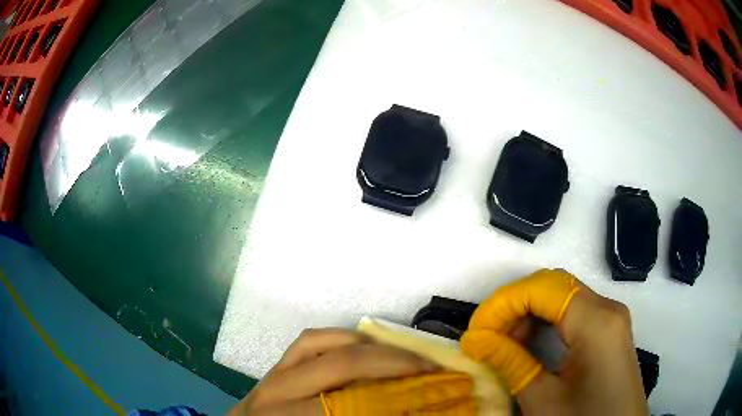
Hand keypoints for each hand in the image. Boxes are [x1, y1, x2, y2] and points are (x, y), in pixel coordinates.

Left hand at [229, 328, 437, 414]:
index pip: (349, 405)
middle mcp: (279, 392)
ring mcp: (275, 373)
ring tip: (401, 356)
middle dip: (393, 365)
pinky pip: (308, 340)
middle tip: (430, 370)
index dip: (394, 402)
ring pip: (323, 345)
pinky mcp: (276, 365)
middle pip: (342, 366)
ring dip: (369, 347)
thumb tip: (399, 414)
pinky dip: (339, 337)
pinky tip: (360, 345)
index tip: (429, 400)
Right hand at [461, 269, 647, 415]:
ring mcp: (611, 317)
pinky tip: (531, 344)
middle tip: (488, 336)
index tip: (476, 330)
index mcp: (596, 321)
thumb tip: (476, 339)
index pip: (542, 288)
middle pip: (553, 286)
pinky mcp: (610, 330)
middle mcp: (607, 308)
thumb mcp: (542, 400)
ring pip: (563, 296)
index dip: (503, 303)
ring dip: (529, 313)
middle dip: (515, 305)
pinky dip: (547, 321)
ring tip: (505, 343)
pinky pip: (574, 311)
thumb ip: (511, 363)